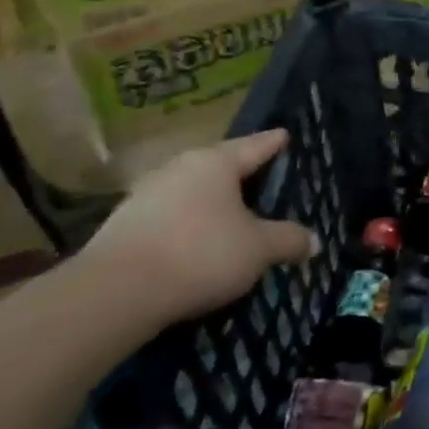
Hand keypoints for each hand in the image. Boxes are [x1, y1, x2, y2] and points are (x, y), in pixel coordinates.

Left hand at [81, 130, 315, 328]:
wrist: (115, 293)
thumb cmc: (201, 254)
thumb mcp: (260, 249)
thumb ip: (289, 240)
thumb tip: (313, 241)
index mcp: (215, 163)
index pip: (255, 146)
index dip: (274, 143)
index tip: (285, 135)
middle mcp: (179, 168)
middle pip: (220, 166)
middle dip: (242, 174)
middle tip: (264, 179)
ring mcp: (146, 194)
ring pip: (192, 191)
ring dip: (213, 202)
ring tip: (233, 215)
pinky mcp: (124, 224)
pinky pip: (171, 216)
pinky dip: (190, 224)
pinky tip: (199, 242)